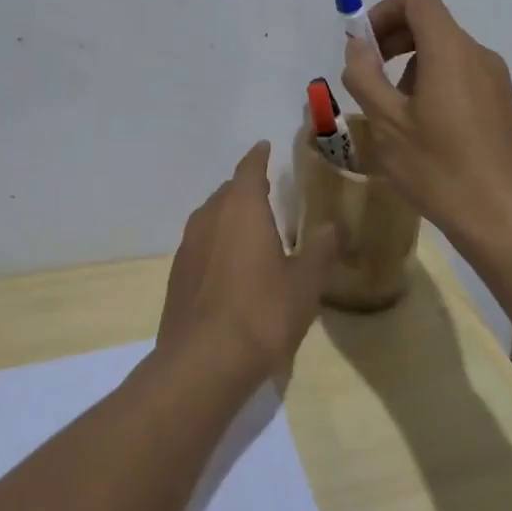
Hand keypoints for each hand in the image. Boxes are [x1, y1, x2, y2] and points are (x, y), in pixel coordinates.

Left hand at [156, 141, 339, 383]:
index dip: (258, 156)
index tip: (264, 146)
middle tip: (267, 193)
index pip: (249, 168)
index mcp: (242, 208)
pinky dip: (216, 244)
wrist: (202, 364)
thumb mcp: (305, 283)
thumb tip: (334, 225)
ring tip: (250, 229)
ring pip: (211, 217)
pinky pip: (201, 245)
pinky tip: (230, 267)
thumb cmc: (261, 313)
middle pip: (228, 191)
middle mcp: (210, 217)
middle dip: (246, 188)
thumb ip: (321, 250)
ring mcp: (188, 246)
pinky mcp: (177, 276)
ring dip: (229, 216)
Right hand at [338, 0, 511, 246]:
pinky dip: (436, 84)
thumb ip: (365, 76)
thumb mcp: (387, 124)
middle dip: (394, 40)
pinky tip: (426, 132)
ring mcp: (497, 80)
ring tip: (396, 115)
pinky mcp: (504, 105)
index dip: (384, 11)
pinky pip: (463, 76)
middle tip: (369, 78)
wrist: (507, 221)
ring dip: (412, 67)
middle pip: (432, 23)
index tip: (364, 46)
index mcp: (450, 51)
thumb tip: (357, 45)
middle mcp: (478, 55)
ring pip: (446, 52)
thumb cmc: (440, 170)